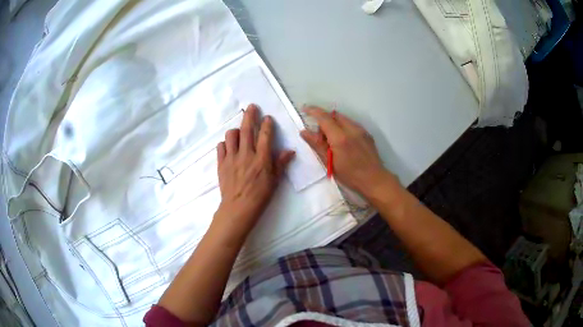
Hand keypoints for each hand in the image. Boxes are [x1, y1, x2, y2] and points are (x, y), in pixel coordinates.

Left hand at [214, 104, 294, 237]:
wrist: (238, 208)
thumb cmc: (260, 196)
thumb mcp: (274, 181)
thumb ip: (280, 163)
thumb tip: (290, 151)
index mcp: (261, 158)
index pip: (265, 135)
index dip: (267, 124)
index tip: (267, 117)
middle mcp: (246, 154)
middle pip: (247, 129)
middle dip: (250, 115)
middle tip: (252, 107)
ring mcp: (231, 158)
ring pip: (231, 135)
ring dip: (236, 130)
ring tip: (239, 131)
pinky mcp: (221, 163)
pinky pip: (221, 147)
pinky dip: (225, 143)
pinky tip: (229, 146)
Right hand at [300, 106, 393, 196]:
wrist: (374, 180)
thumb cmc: (350, 175)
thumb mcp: (329, 162)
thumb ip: (317, 145)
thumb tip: (304, 132)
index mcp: (340, 137)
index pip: (324, 117)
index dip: (313, 111)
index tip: (305, 108)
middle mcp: (351, 129)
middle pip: (334, 116)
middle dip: (325, 121)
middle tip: (321, 138)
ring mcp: (361, 130)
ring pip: (344, 119)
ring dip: (335, 124)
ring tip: (333, 142)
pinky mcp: (367, 134)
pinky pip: (352, 125)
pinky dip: (344, 128)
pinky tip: (345, 143)